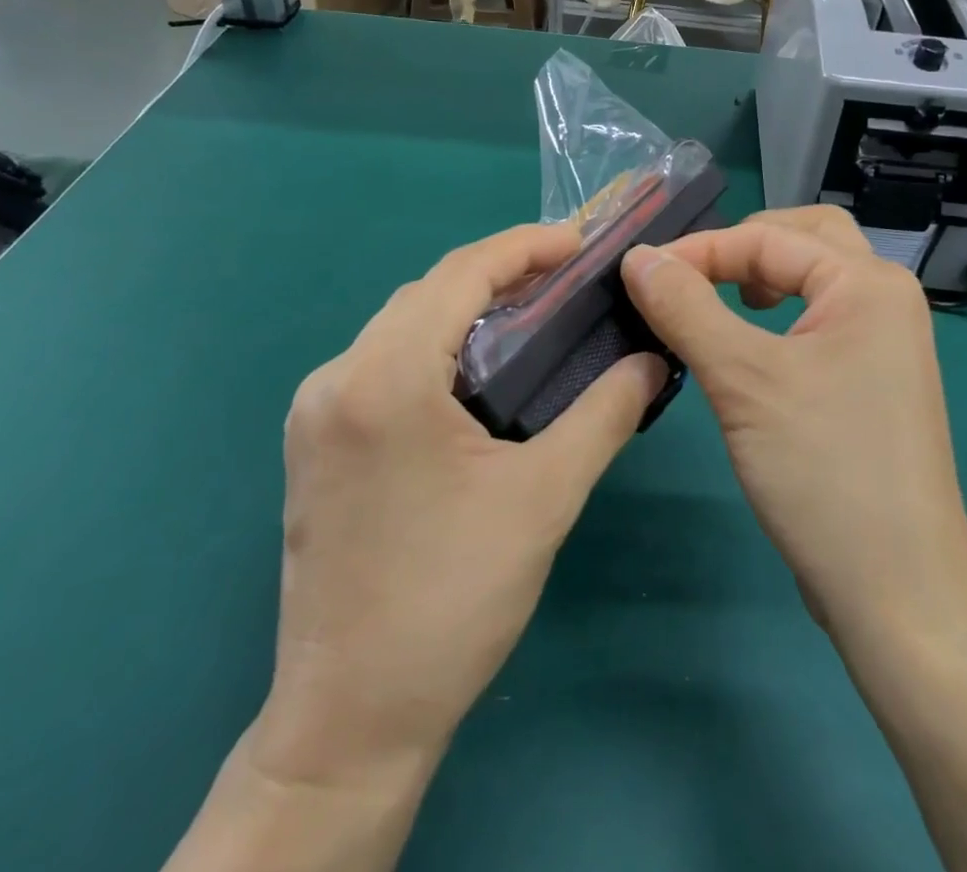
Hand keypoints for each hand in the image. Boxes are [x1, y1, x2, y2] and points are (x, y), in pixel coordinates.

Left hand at [254, 222, 665, 788]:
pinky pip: (381, 362)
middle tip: (567, 282)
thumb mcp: (545, 496)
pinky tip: (477, 373)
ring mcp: (314, 412)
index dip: (524, 246)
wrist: (350, 721)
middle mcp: (335, 378)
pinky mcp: (314, 444)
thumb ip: (605, 413)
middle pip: (426, 292)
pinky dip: (435, 347)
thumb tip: (652, 361)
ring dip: (465, 310)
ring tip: (533, 318)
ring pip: (401, 325)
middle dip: (499, 274)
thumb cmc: (452, 599)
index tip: (580, 245)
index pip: (459, 273)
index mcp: (384, 378)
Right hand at [620, 207, 966, 643]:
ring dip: (764, 275)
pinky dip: (780, 313)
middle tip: (692, 272)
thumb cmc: (823, 470)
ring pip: (816, 278)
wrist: (898, 592)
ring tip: (719, 297)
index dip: (700, 248)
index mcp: (868, 282)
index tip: (640, 272)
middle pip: (806, 238)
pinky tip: (750, 344)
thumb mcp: (742, 380)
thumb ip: (686, 307)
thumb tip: (638, 257)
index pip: (770, 237)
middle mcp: (885, 298)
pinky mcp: (874, 381)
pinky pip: (820, 319)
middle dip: (745, 245)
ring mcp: (885, 342)